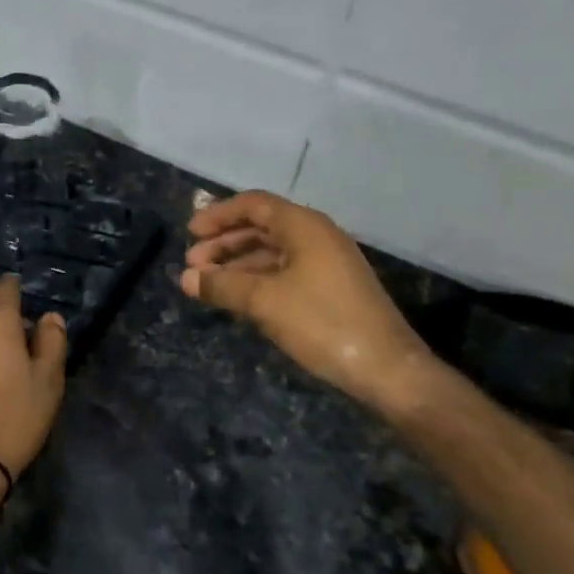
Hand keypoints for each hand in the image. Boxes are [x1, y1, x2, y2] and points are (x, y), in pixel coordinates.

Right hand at [181, 191, 435, 415]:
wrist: (387, 369)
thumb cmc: (322, 323)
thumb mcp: (264, 302)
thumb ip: (222, 285)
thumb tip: (185, 278)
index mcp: (303, 226)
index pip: (254, 205)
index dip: (219, 216)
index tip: (190, 233)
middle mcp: (316, 236)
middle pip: (261, 227)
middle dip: (224, 243)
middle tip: (193, 265)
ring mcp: (327, 262)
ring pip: (272, 252)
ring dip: (239, 264)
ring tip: (209, 284)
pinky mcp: (332, 288)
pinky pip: (285, 272)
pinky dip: (258, 279)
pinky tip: (240, 299)